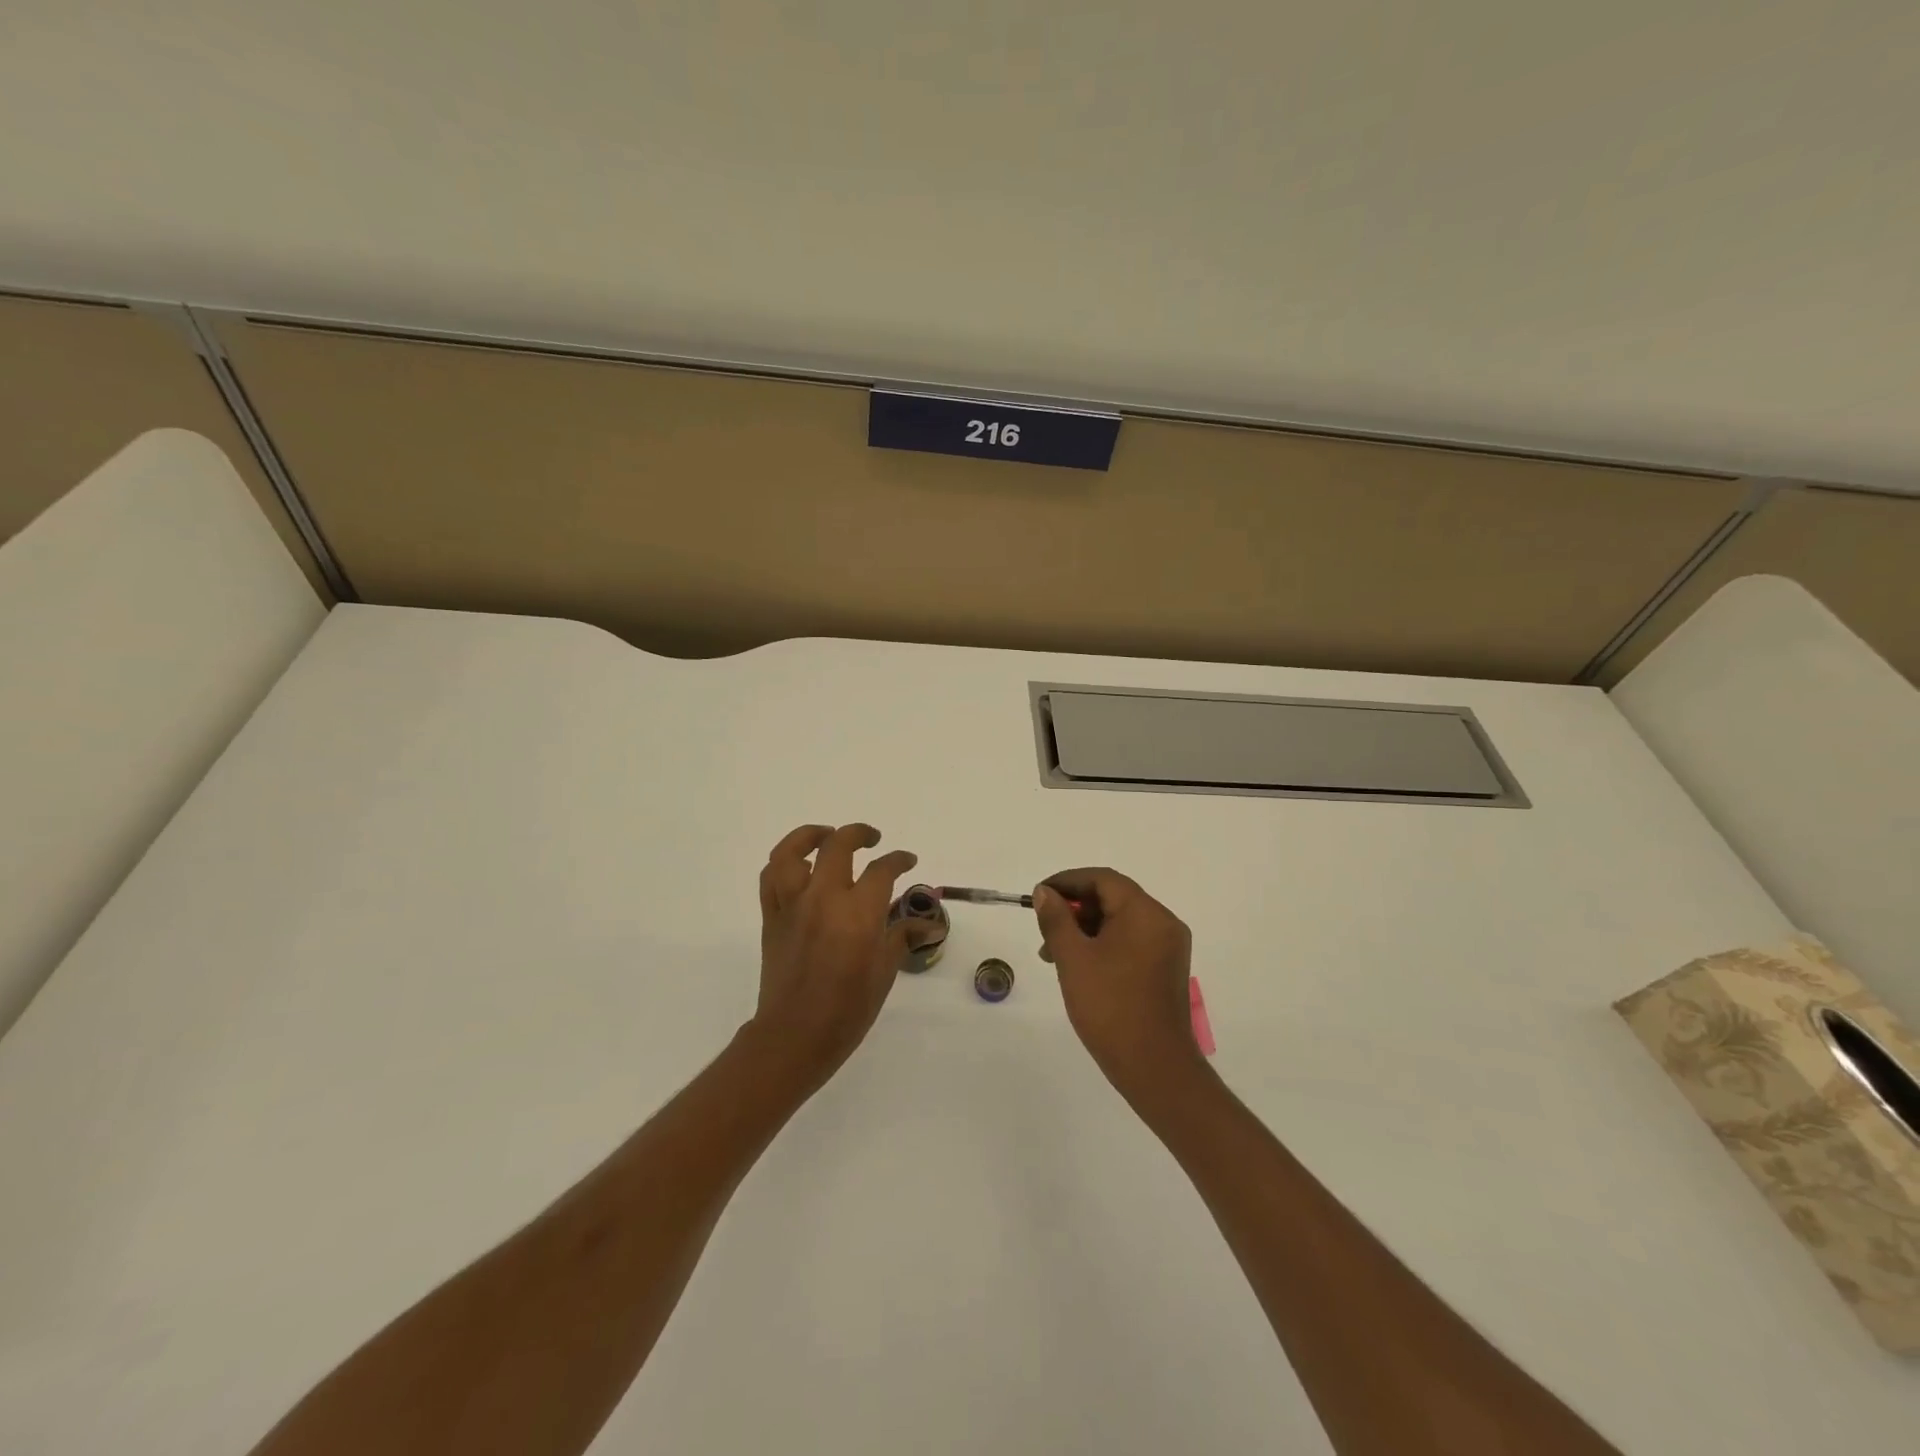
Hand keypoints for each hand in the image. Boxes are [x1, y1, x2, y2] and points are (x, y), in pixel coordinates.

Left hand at [752, 823, 925, 1089]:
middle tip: (872, 839)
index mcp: (858, 912)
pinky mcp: (771, 917)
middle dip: (859, 834)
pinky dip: (783, 863)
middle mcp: (824, 898)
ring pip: (792, 851)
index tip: (907, 860)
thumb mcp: (884, 972)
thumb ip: (902, 937)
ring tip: (826, 836)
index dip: (899, 859)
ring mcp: (793, 905)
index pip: (882, 869)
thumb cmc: (848, 1009)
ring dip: (811, 836)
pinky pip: (770, 878)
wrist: (795, 1035)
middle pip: (838, 845)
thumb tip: (928, 924)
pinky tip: (798, 866)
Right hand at [1033, 869, 1205, 1102]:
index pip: (1102, 879)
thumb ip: (1056, 919)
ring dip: (1086, 929)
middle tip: (1043, 930)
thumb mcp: (1073, 958)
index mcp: (1145, 913)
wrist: (1155, 1068)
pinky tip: (1080, 967)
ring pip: (1120, 921)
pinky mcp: (1166, 969)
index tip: (1038, 896)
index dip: (1066, 882)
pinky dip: (1103, 945)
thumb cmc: (1110, 1007)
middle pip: (1113, 898)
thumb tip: (1045, 893)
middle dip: (1074, 909)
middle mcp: (1163, 922)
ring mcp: (1168, 947)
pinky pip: (1131, 942)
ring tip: (1054, 955)